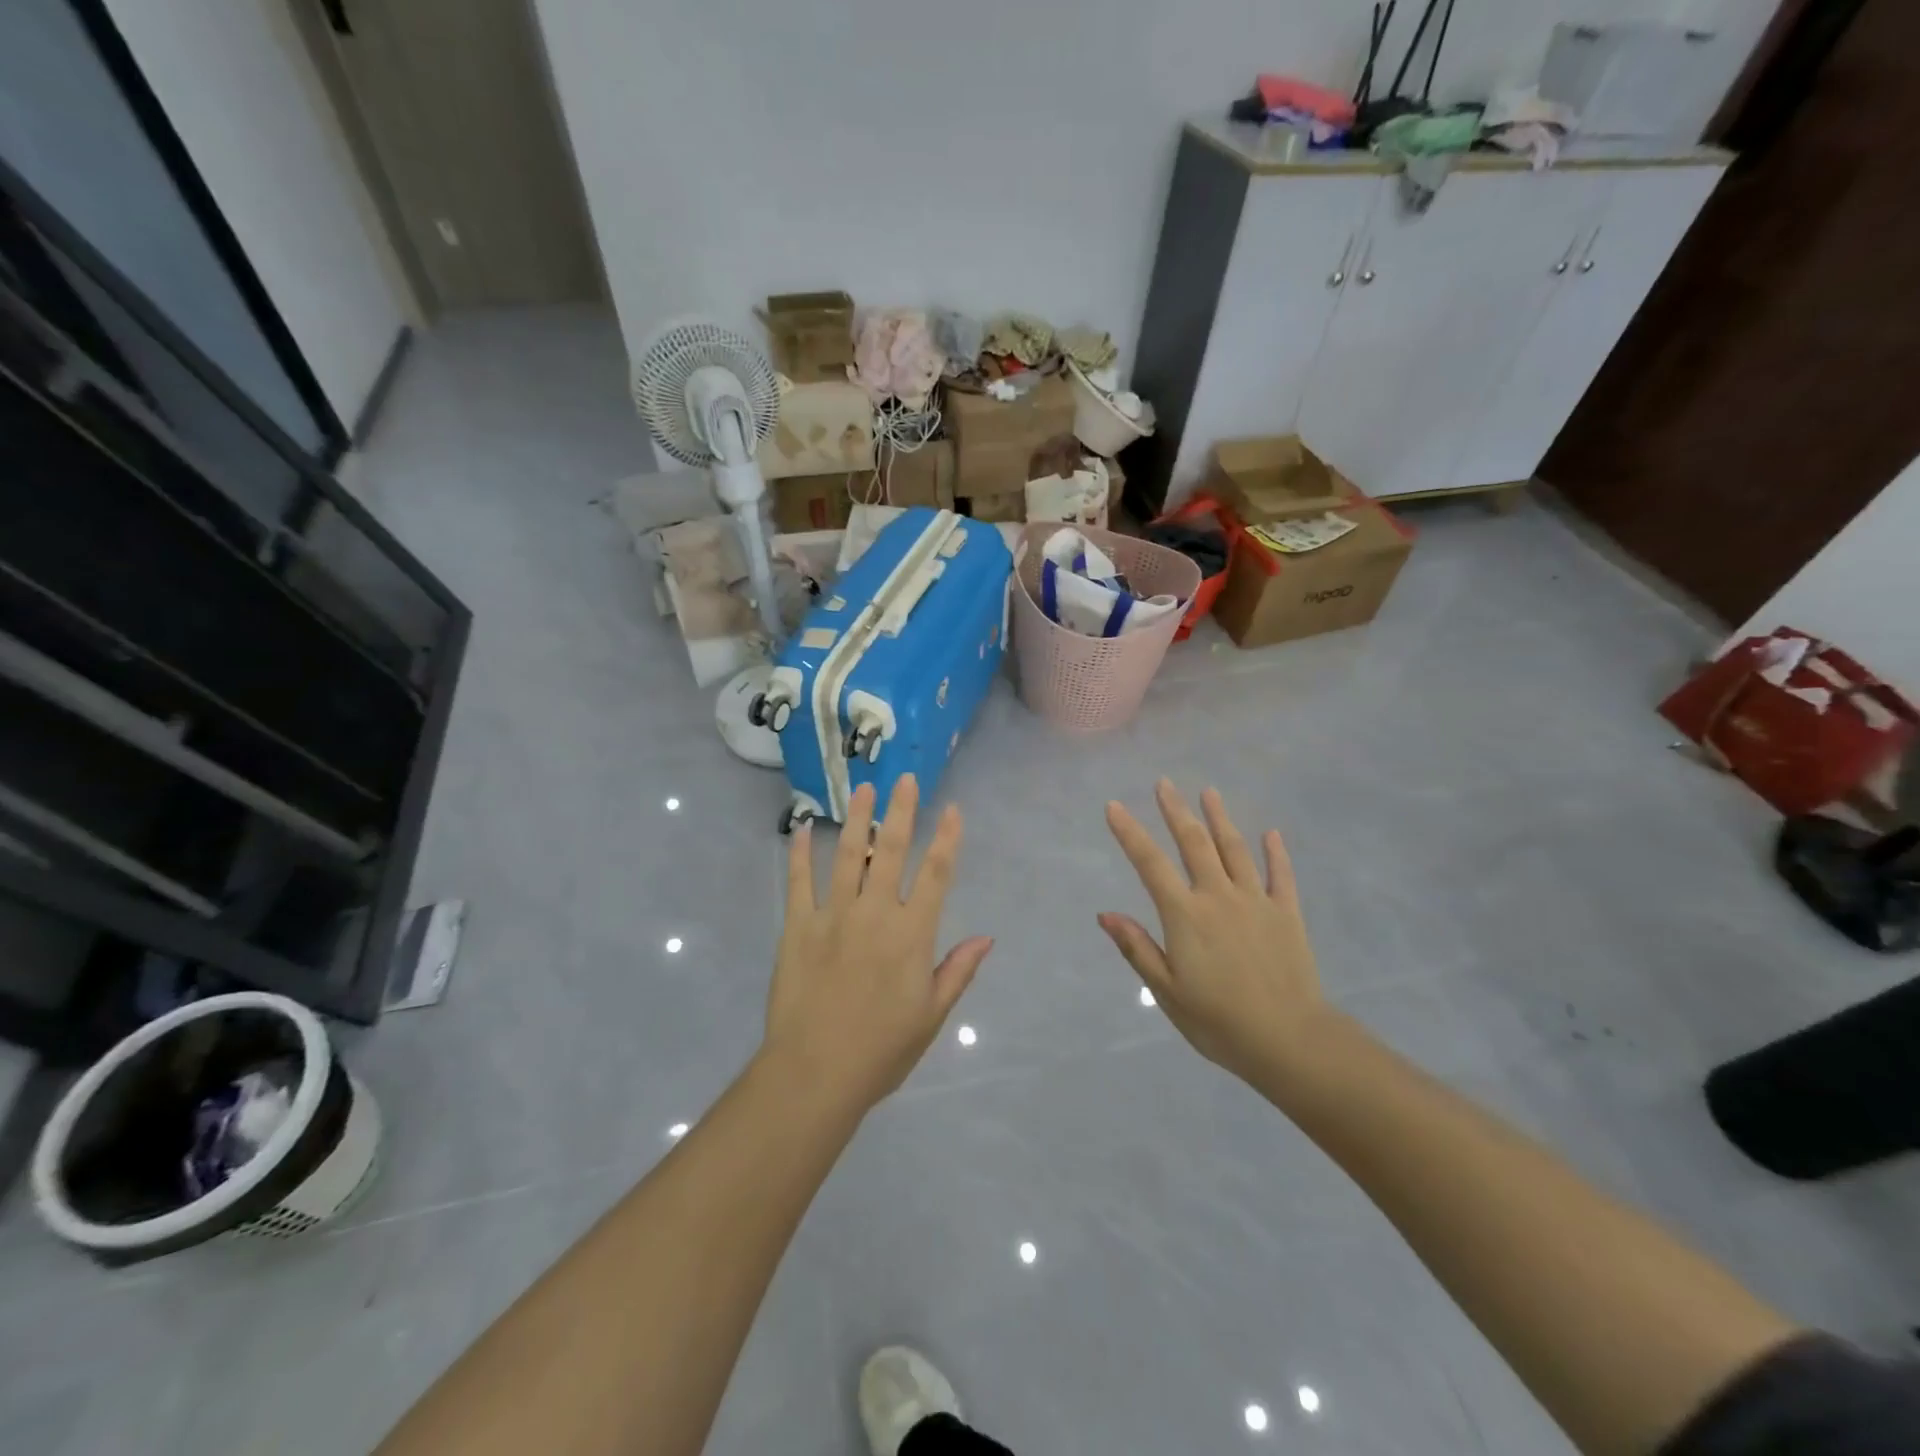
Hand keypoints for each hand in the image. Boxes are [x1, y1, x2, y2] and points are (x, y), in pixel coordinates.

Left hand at [764, 776, 991, 1113]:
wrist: (815, 1073)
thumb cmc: (882, 1049)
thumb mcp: (932, 1016)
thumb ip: (958, 971)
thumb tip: (987, 937)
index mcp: (911, 934)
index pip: (935, 875)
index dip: (946, 839)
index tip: (951, 809)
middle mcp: (875, 913)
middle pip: (892, 851)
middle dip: (902, 811)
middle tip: (905, 778)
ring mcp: (833, 916)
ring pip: (848, 856)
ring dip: (857, 819)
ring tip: (862, 789)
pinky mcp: (797, 927)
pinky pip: (799, 882)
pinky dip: (799, 854)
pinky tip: (800, 829)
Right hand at [1100, 781, 1329, 1088]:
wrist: (1289, 1040)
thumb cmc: (1218, 1021)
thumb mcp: (1167, 991)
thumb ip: (1138, 948)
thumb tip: (1106, 914)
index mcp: (1185, 915)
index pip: (1150, 864)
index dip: (1130, 833)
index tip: (1115, 806)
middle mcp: (1218, 896)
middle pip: (1194, 843)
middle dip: (1176, 810)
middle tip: (1164, 783)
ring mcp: (1256, 901)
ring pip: (1234, 849)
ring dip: (1220, 818)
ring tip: (1209, 792)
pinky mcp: (1287, 914)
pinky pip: (1280, 875)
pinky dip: (1275, 853)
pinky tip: (1271, 834)